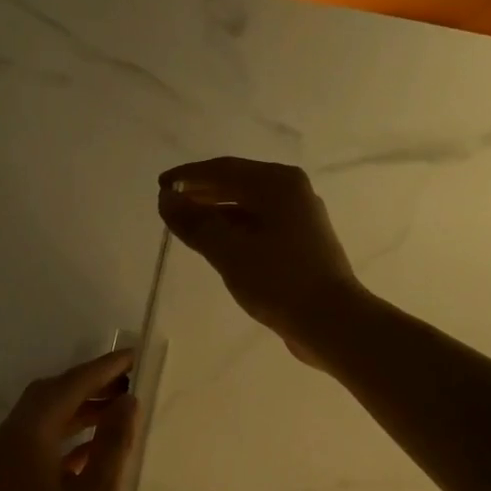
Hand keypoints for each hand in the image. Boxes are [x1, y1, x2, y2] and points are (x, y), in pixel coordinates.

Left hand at [0, 350, 139, 490]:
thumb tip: (127, 401)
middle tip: (129, 382)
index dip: (101, 370)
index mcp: (24, 439)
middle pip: (48, 398)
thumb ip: (113, 443)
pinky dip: (68, 440)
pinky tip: (98, 450)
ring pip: (44, 423)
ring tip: (121, 410)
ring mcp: (4, 466)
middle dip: (88, 386)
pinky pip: (40, 447)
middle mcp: (7, 443)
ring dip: (79, 412)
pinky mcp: (10, 487)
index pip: (65, 388)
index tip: (133, 356)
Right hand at [158, 158, 366, 364]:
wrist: (330, 321)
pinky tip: (215, 243)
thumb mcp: (229, 251)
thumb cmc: (278, 280)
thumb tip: (166, 199)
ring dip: (215, 211)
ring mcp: (298, 217)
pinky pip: (257, 224)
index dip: (188, 176)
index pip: (222, 169)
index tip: (160, 185)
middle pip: (236, 183)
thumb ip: (194, 223)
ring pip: (247, 206)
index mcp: (276, 184)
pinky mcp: (299, 243)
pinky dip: (232, 228)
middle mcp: (290, 191)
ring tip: (186, 224)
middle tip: (169, 204)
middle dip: (201, 192)